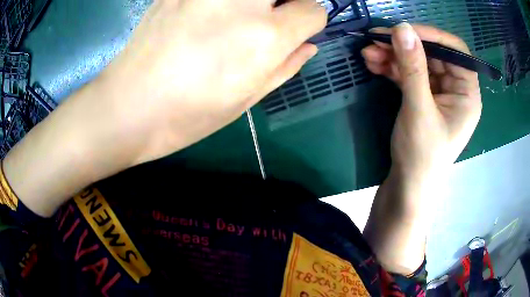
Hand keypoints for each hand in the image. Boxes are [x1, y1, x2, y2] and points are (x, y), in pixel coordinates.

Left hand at [99, 0, 326, 164]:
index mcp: (264, 36)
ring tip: (235, 17)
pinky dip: (218, 2)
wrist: (128, 106)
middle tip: (269, 16)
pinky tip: (205, 14)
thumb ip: (286, 66)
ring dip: (253, 1)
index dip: (308, 21)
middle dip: (287, 1)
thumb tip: (309, 45)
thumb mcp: (246, 99)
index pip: (314, 10)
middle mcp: (241, 2)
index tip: (294, 30)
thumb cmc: (188, 114)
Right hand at [361, 24, 481, 273]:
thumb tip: (402, 28)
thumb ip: (413, 68)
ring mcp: (439, 92)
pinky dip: (392, 68)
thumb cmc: (422, 155)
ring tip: (368, 53)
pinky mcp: (424, 97)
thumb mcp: (419, 110)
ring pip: (418, 62)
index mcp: (467, 93)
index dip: (431, 36)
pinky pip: (410, 74)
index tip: (402, 31)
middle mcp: (456, 88)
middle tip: (375, 41)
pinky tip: (374, 64)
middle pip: (432, 54)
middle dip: (404, 46)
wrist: (408, 185)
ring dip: (393, 56)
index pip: (455, 51)